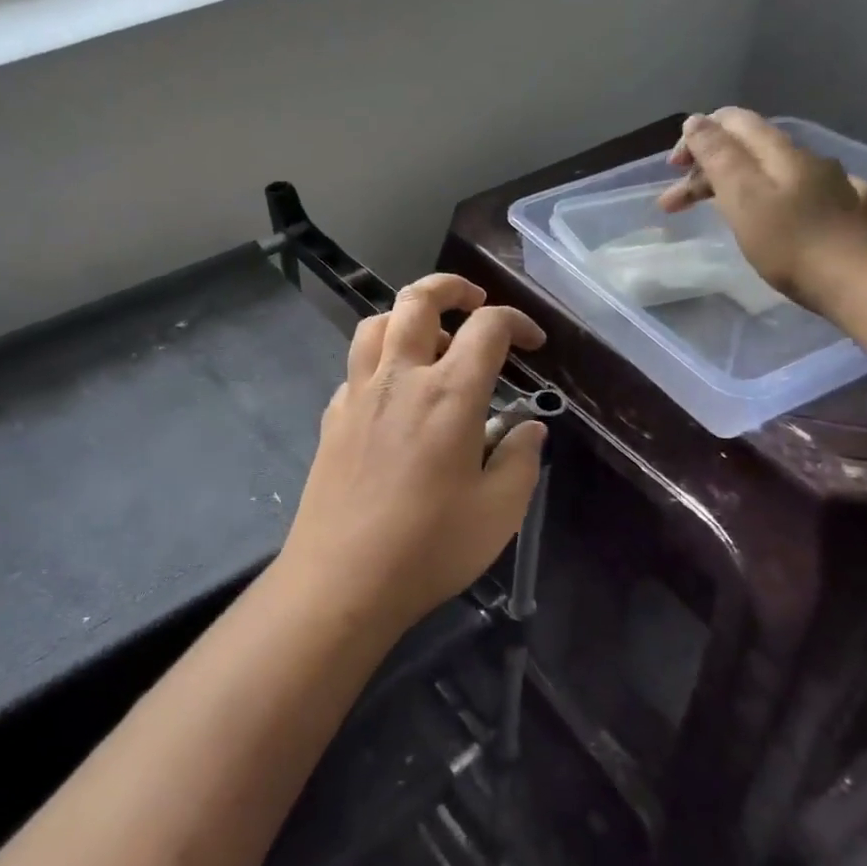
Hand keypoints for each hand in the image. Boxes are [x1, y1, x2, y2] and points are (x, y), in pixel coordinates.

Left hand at [277, 273, 547, 632]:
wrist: (342, 578)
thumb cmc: (429, 546)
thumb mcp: (499, 511)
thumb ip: (521, 459)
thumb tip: (529, 427)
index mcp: (448, 393)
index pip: (487, 328)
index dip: (517, 322)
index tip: (534, 342)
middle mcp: (399, 378)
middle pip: (417, 300)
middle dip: (450, 287)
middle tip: (474, 303)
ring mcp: (357, 394)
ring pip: (376, 324)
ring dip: (406, 317)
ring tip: (431, 342)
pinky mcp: (332, 417)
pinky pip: (355, 368)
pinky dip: (380, 362)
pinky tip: (393, 396)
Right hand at [657, 107, 866, 313]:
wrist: (853, 281)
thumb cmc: (786, 241)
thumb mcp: (741, 195)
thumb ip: (717, 155)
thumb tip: (696, 121)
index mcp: (779, 151)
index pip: (733, 121)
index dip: (697, 137)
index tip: (674, 170)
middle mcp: (807, 158)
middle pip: (748, 149)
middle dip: (706, 169)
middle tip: (673, 204)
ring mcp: (833, 183)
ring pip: (773, 172)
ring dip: (735, 186)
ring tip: (715, 213)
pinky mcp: (848, 211)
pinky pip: (808, 193)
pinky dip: (782, 198)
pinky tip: (787, 210)